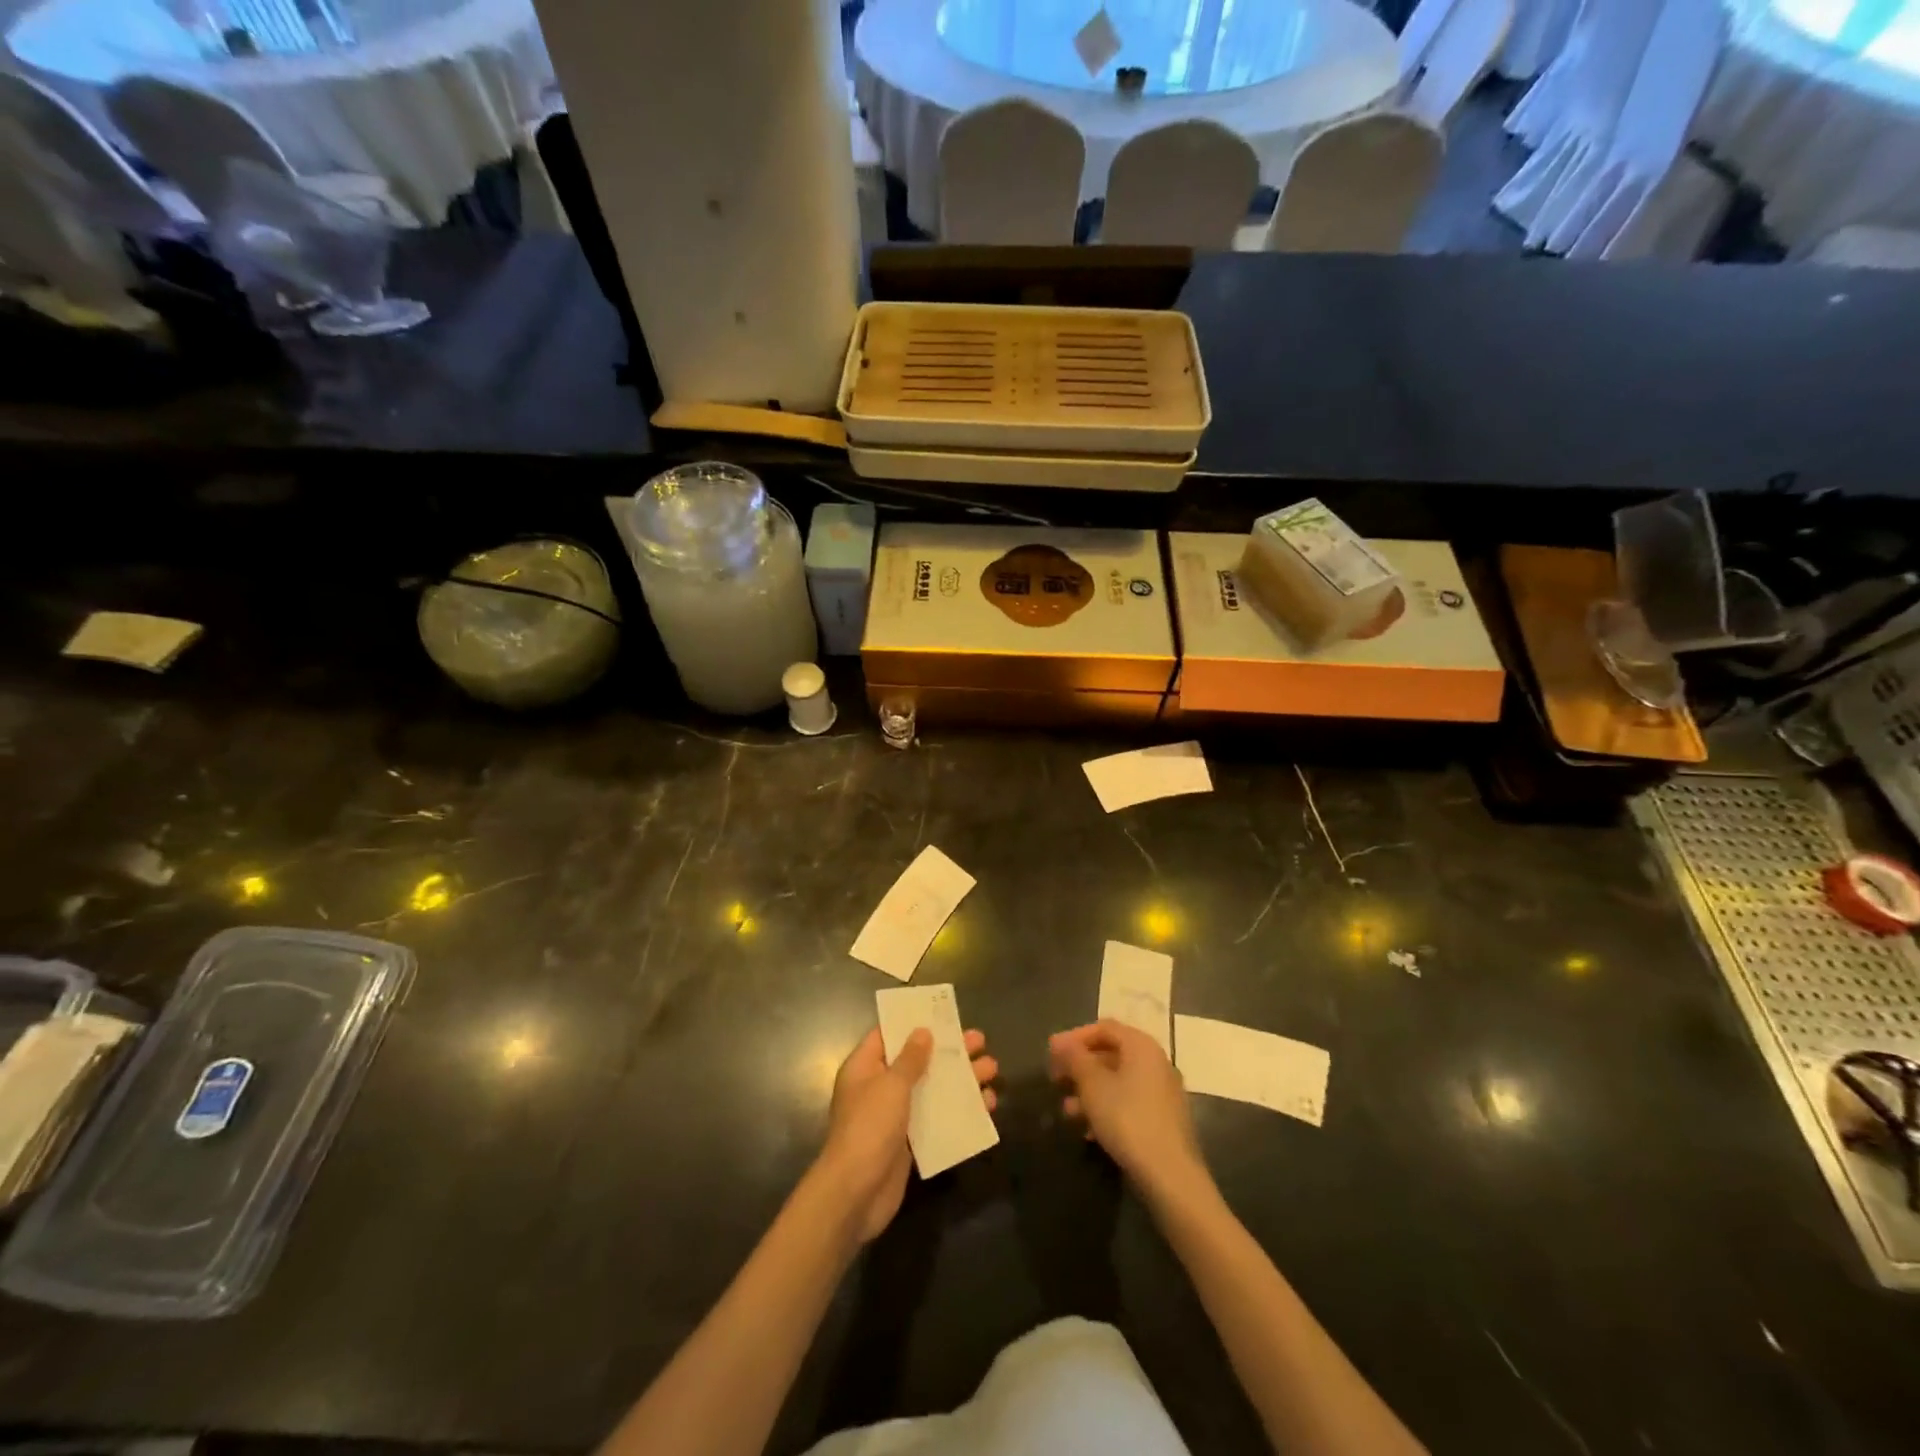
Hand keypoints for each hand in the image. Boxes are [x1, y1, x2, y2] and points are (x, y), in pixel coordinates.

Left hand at [817, 1026, 997, 1242]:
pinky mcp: (909, 1143)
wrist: (856, 1194)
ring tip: (993, 1070)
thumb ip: (910, 1059)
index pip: (889, 1035)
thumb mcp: (891, 1085)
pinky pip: (937, 1119)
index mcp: (865, 1067)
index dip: (915, 1024)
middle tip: (980, 1041)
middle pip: (918, 1061)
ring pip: (932, 1090)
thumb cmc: (869, 1128)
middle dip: (949, 1052)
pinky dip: (959, 1111)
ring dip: (961, 1080)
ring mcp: (895, 1116)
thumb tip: (922, 1031)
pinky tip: (987, 1106)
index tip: (943, 1015)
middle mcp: (879, 1087)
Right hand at [1050, 1020, 1206, 1200]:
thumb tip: (1059, 1041)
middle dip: (1080, 1066)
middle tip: (1056, 1079)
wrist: (1170, 1175)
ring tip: (1067, 1110)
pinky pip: (1129, 1102)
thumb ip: (1074, 1058)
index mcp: (1141, 1046)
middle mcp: (1156, 1062)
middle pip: (1111, 1053)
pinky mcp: (1164, 1119)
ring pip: (1118, 1081)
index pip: (1104, 1027)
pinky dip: (1107, 1108)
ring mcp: (1163, 1091)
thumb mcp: (1092, 1085)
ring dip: (1090, 1091)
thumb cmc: (1127, 1119)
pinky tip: (1089, 1131)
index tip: (1052, 1054)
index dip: (1075, 1037)